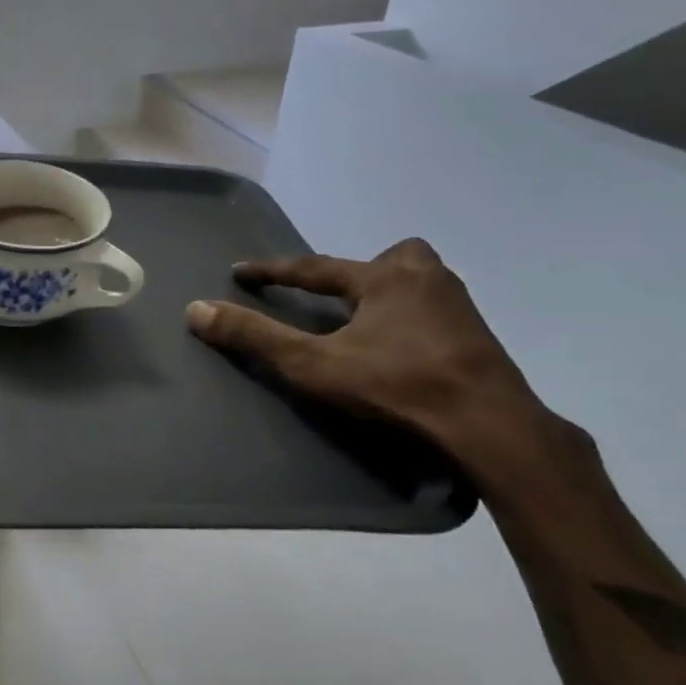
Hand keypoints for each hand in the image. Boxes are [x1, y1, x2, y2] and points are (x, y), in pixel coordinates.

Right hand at [185, 238, 551, 471]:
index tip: (241, 271)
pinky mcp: (480, 340)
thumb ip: (255, 336)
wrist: (489, 426)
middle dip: (363, 270)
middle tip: (342, 296)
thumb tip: (196, 309)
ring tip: (368, 325)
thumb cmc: (396, 386)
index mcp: (386, 278)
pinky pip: (438, 312)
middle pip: (392, 258)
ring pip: (421, 282)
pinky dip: (414, 321)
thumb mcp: (313, 364)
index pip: (315, 267)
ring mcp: (461, 308)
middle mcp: (428, 280)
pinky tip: (404, 350)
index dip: (273, 271)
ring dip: (391, 294)